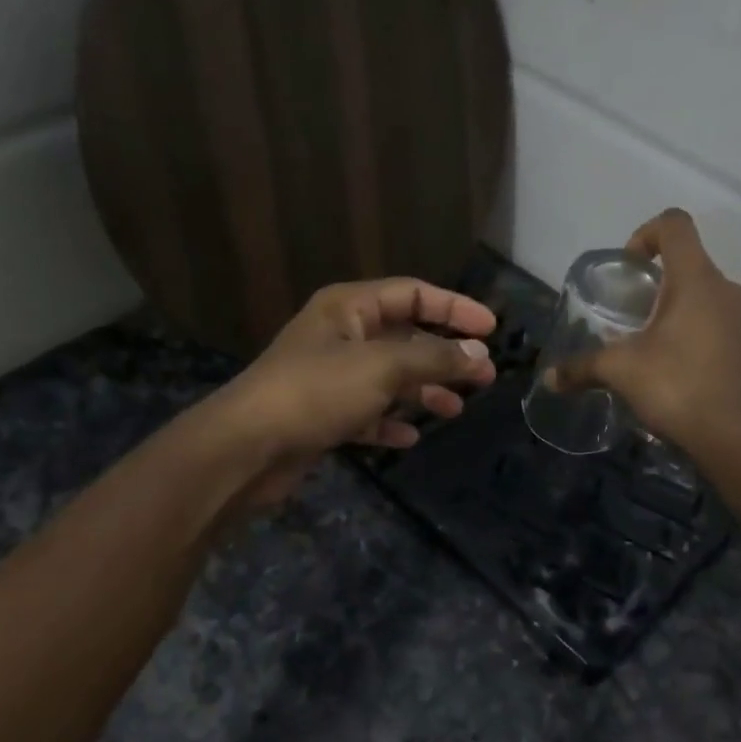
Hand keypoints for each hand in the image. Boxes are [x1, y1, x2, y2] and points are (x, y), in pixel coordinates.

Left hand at [197, 277, 497, 509]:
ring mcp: (331, 377)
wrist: (248, 447)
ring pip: (390, 377)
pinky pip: (368, 412)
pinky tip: (409, 436)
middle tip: (484, 377)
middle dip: (445, 356)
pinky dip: (390, 421)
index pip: (412, 294)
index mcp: (348, 308)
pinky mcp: (324, 414)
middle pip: (405, 337)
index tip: (491, 328)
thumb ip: (434, 358)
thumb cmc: (316, 392)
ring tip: (455, 409)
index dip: (453, 308)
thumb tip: (479, 354)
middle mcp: (340, 335)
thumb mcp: (382, 367)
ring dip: (423, 390)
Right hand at [550, 209, 740, 451]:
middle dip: (655, 282)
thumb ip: (581, 367)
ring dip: (675, 307)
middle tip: (630, 314)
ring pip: (704, 293)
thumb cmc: (674, 385)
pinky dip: (693, 330)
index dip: (645, 234)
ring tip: (649, 342)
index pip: (675, 225)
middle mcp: (726, 288)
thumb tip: (549, 379)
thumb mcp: (619, 371)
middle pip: (688, 262)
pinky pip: (716, 321)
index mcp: (696, 279)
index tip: (628, 269)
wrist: (728, 435)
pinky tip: (672, 364)